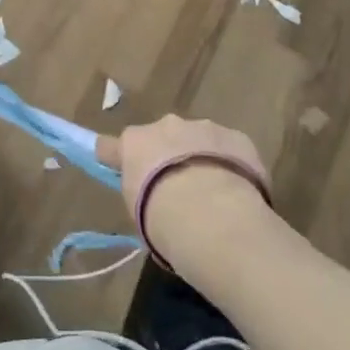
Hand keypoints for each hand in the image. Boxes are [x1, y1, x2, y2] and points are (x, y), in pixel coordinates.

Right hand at [95, 115, 269, 258]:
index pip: (110, 145)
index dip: (116, 157)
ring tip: (215, 196)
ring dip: (201, 159)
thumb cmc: (165, 222)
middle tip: (179, 192)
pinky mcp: (236, 136)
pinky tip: (239, 192)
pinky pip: (229, 148)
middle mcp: (164, 126)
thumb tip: (153, 199)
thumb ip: (142, 196)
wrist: (215, 218)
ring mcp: (202, 127)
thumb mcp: (140, 217)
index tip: (118, 168)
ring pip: (198, 140)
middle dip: (168, 157)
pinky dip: (231, 164)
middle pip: (161, 139)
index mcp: (133, 144)